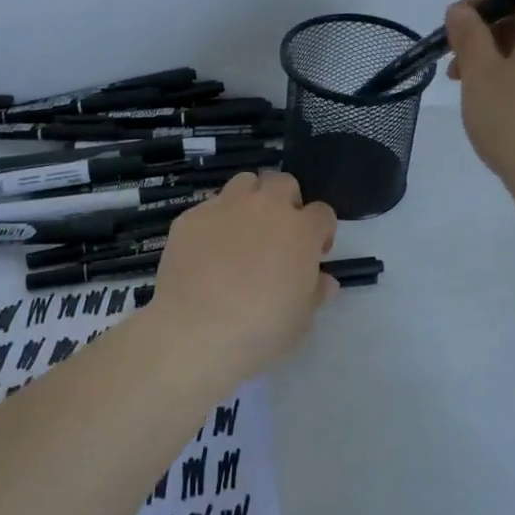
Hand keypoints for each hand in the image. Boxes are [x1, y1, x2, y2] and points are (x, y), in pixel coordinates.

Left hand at [147, 171, 337, 383]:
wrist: (197, 332)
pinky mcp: (190, 218)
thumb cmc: (260, 331)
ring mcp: (225, 208)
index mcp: (300, 231)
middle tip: (277, 235)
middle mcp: (265, 208)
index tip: (314, 253)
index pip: (322, 213)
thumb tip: (324, 281)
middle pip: (283, 183)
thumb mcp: (301, 321)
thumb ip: (315, 293)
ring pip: (244, 183)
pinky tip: (207, 251)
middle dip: (285, 202)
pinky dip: (214, 222)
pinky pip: (208, 208)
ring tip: (242, 232)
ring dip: (250, 200)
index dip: (321, 231)